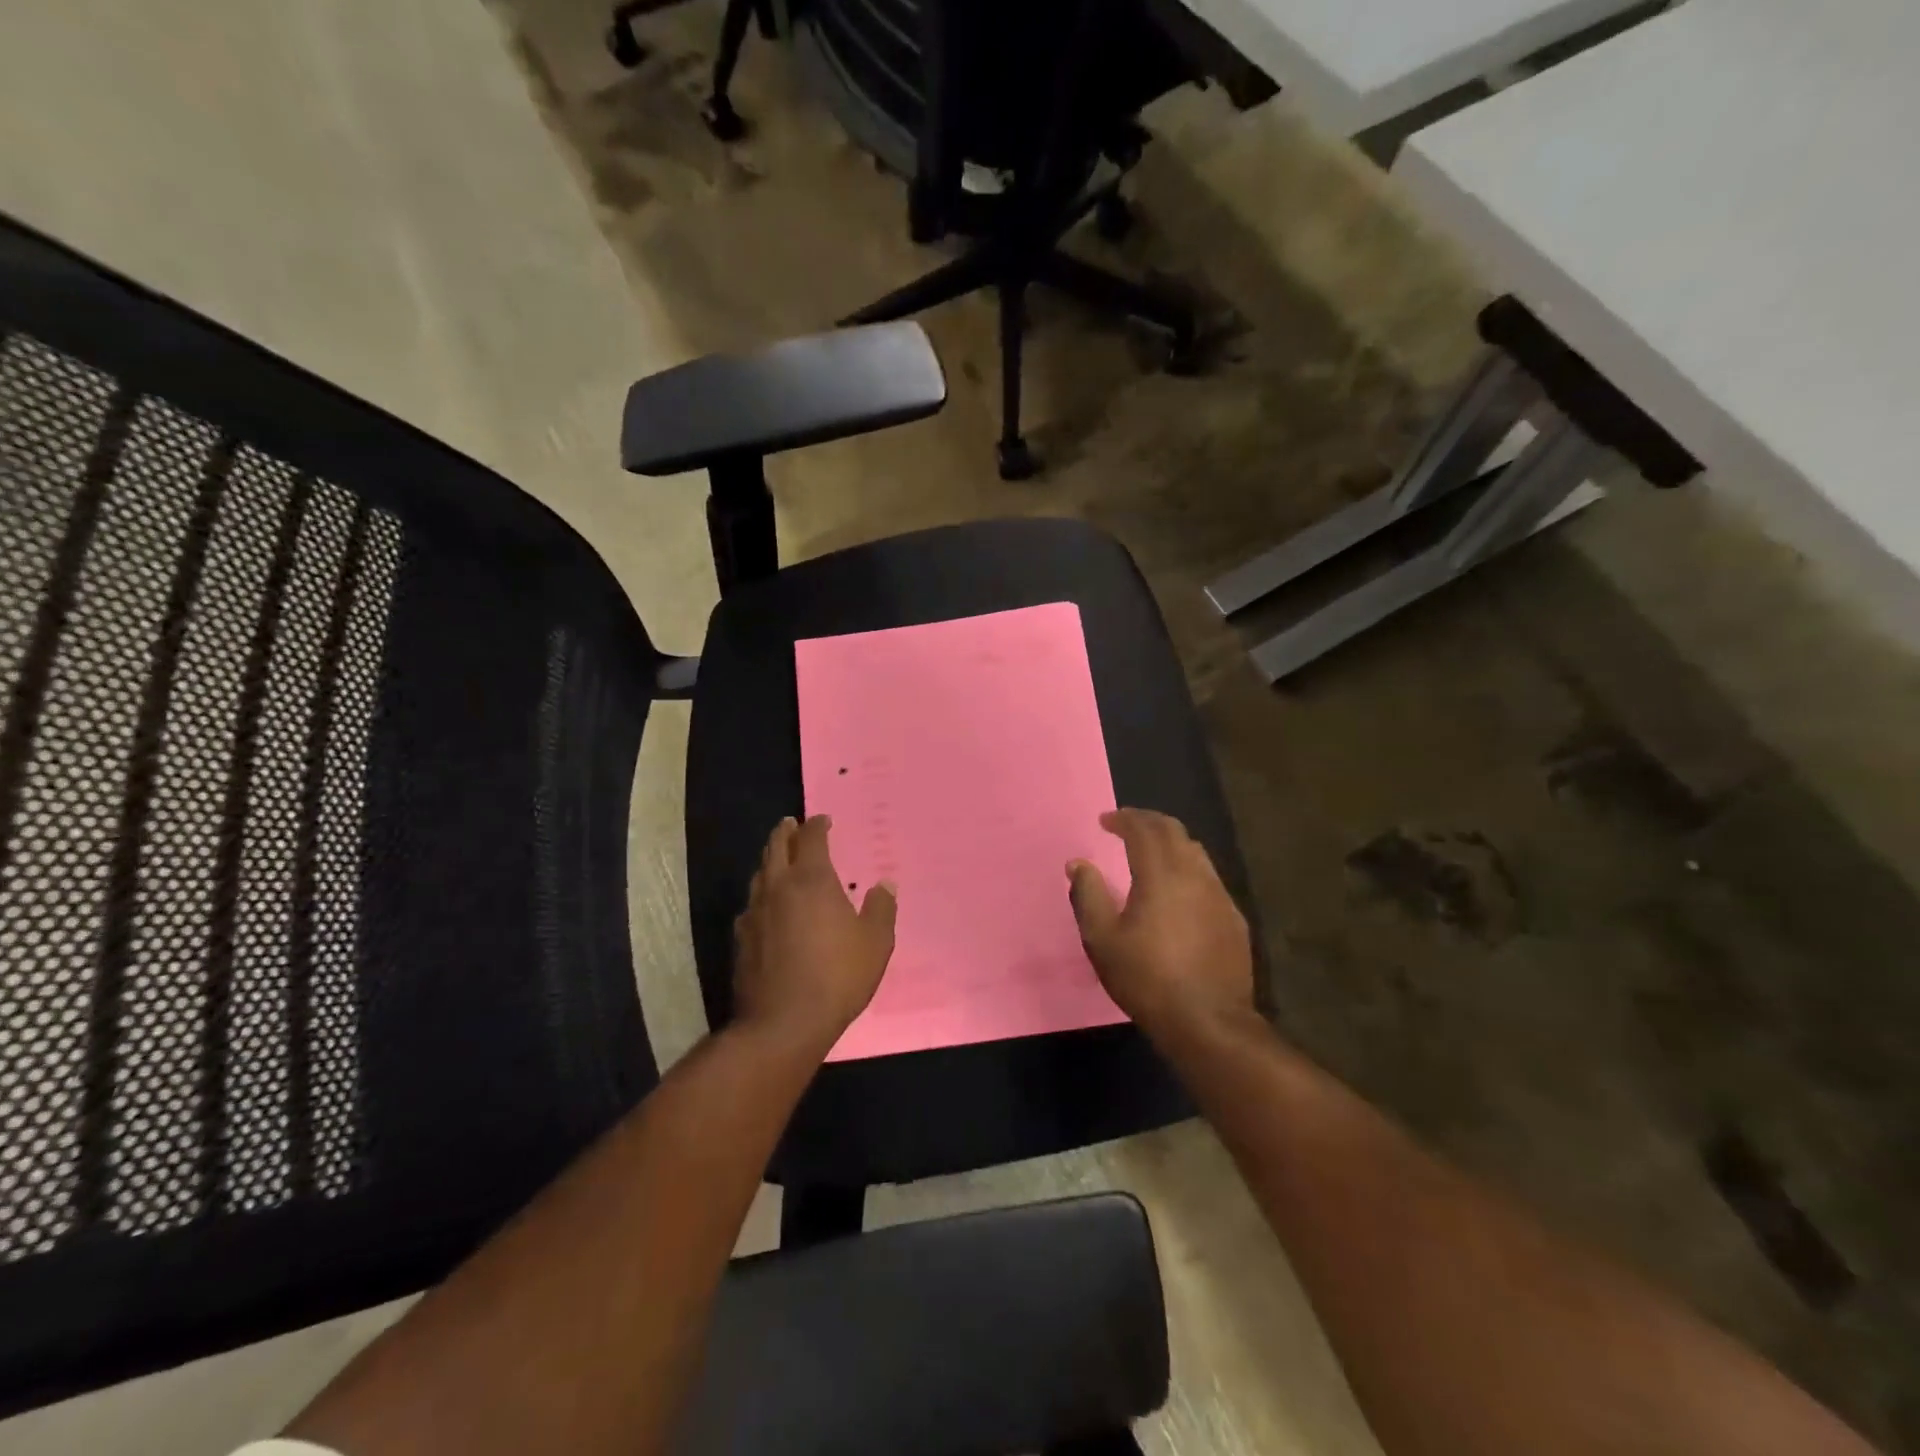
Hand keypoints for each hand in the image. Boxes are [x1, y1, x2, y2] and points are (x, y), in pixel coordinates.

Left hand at [733, 816, 896, 1053]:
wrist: (783, 1022)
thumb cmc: (837, 976)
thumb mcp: (875, 943)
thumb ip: (881, 909)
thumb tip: (884, 884)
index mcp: (812, 880)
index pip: (811, 839)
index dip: (817, 826)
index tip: (823, 820)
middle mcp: (779, 888)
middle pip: (777, 848)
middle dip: (785, 833)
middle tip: (790, 824)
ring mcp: (755, 913)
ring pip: (759, 874)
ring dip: (770, 860)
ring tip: (777, 858)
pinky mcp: (742, 939)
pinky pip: (751, 905)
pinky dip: (761, 895)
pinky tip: (766, 906)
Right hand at [1068, 808, 1254, 1036]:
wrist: (1208, 1021)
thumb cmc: (1147, 979)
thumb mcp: (1102, 940)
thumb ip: (1088, 895)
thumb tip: (1078, 864)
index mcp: (1161, 874)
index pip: (1144, 829)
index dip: (1124, 819)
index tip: (1106, 820)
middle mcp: (1194, 875)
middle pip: (1174, 831)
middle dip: (1148, 822)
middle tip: (1127, 826)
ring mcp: (1220, 895)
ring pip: (1196, 852)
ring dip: (1171, 843)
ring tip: (1151, 852)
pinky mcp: (1234, 918)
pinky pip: (1209, 878)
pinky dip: (1188, 868)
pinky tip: (1178, 890)